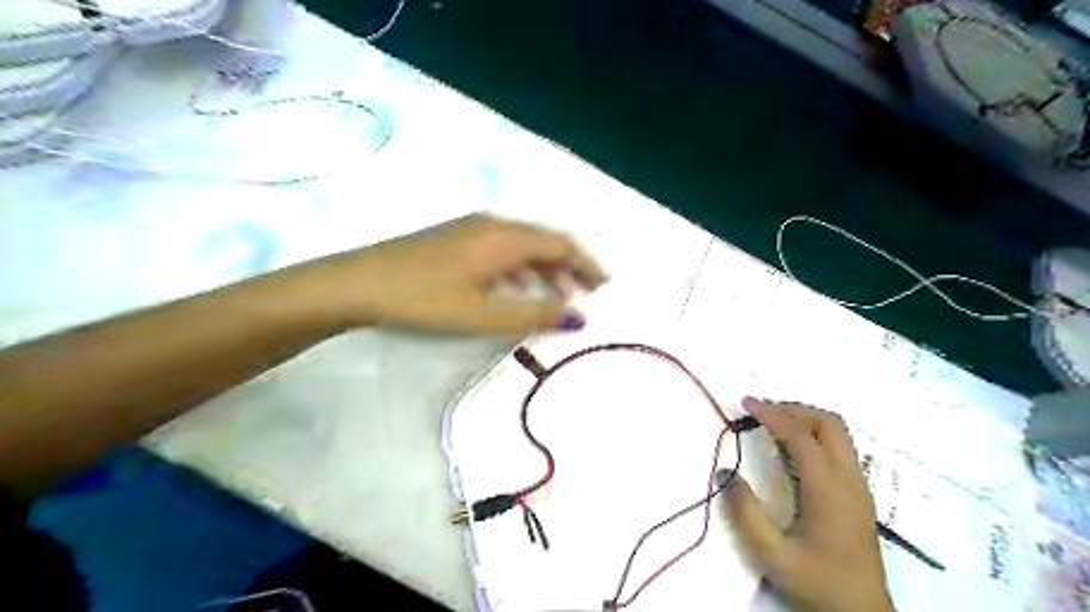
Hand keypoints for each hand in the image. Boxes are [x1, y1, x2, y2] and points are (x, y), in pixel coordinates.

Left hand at [285, 213, 609, 334]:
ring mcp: (471, 228)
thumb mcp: (485, 315)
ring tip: (553, 299)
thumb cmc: (425, 300)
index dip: (587, 264)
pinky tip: (513, 290)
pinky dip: (518, 269)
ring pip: (521, 245)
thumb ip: (535, 314)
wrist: (357, 284)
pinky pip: (500, 249)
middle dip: (568, 268)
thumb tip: (578, 316)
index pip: (561, 243)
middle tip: (583, 297)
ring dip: (543, 270)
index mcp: (505, 238)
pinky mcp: (454, 237)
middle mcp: (493, 224)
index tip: (605, 287)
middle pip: (543, 241)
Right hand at [721, 396, 892, 611]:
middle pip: (829, 423)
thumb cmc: (817, 583)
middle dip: (793, 409)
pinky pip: (839, 448)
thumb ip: (746, 512)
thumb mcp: (772, 554)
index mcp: (829, 490)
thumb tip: (726, 472)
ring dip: (805, 420)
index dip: (772, 414)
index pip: (801, 435)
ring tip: (772, 424)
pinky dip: (813, 435)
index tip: (746, 403)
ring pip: (838, 433)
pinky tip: (791, 450)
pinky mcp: (858, 494)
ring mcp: (858, 486)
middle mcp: (850, 480)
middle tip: (761, 412)